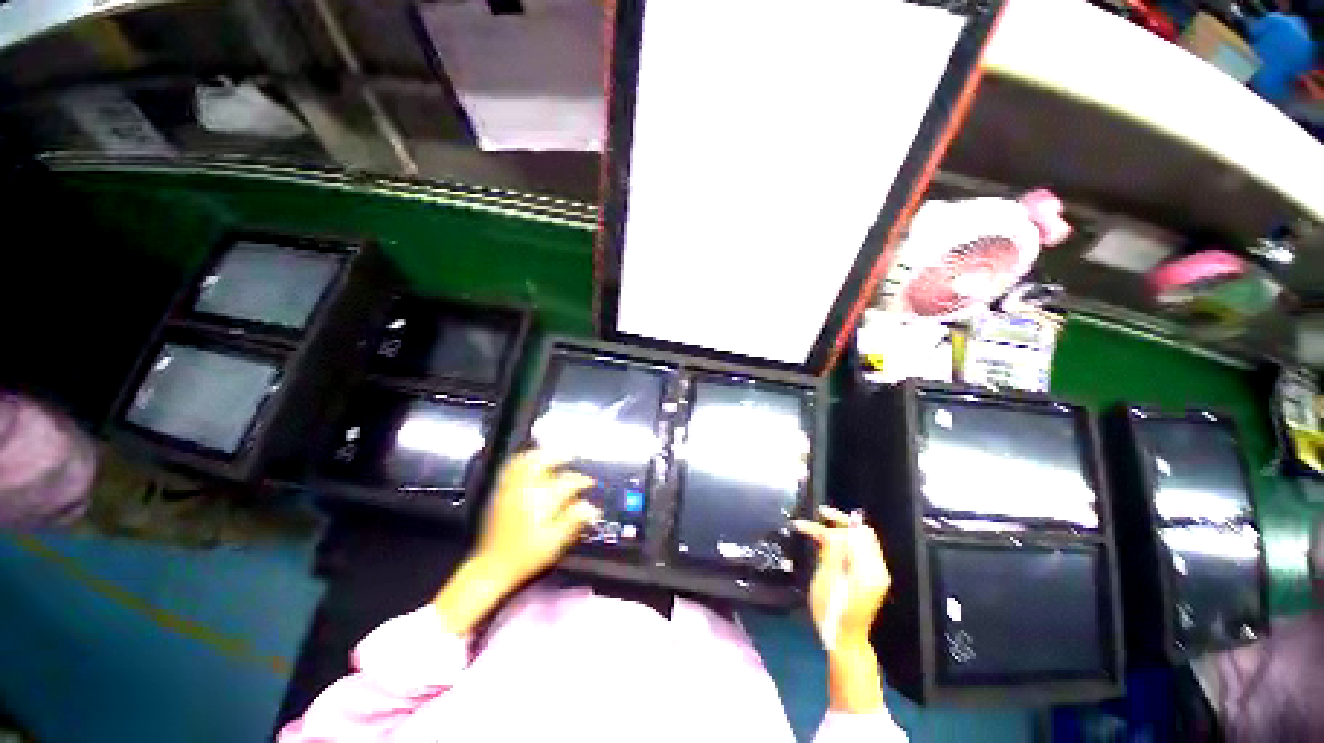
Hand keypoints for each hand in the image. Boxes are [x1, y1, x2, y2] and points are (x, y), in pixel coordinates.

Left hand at [433, 451, 597, 633]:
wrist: (491, 568)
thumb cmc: (527, 556)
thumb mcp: (555, 542)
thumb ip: (574, 520)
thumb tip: (591, 506)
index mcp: (542, 501)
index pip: (567, 483)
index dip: (581, 482)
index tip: (590, 483)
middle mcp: (525, 489)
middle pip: (542, 462)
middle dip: (558, 458)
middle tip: (569, 458)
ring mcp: (510, 489)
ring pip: (525, 462)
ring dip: (539, 455)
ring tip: (550, 455)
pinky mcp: (500, 493)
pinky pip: (511, 468)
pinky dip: (523, 461)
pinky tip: (530, 464)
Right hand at [793, 505, 890, 650]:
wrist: (846, 640)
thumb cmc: (833, 612)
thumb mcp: (827, 580)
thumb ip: (832, 552)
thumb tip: (831, 531)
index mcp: (869, 569)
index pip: (855, 533)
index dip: (833, 524)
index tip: (813, 520)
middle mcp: (878, 568)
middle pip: (862, 533)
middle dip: (840, 520)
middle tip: (820, 512)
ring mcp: (876, 573)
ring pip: (861, 539)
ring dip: (840, 529)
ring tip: (819, 525)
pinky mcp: (870, 577)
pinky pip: (859, 550)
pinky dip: (844, 542)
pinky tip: (826, 541)